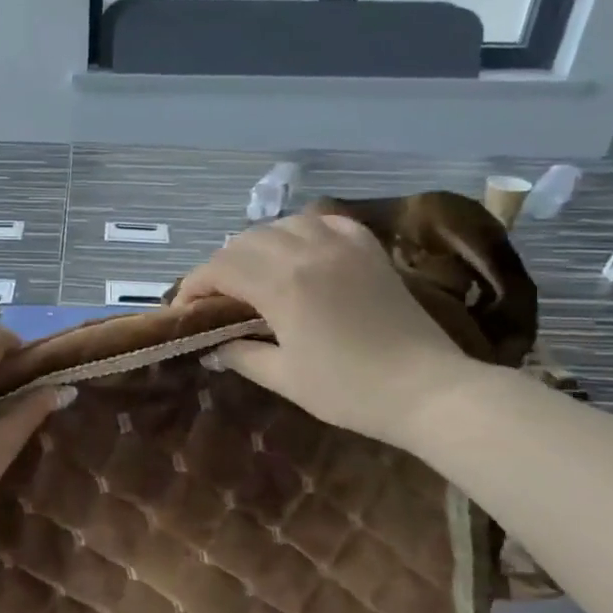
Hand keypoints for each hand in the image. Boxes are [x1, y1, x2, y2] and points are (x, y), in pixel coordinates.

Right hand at [176, 212, 480, 444]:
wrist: (427, 390)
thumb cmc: (350, 390)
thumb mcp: (285, 378)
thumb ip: (242, 355)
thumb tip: (213, 348)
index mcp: (282, 284)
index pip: (219, 268)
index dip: (193, 286)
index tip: (184, 310)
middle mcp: (307, 251)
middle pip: (245, 241)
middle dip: (221, 266)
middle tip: (216, 299)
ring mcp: (343, 245)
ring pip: (283, 224)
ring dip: (258, 245)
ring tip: (255, 274)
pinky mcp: (369, 249)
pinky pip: (326, 222)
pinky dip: (303, 231)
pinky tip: (300, 252)